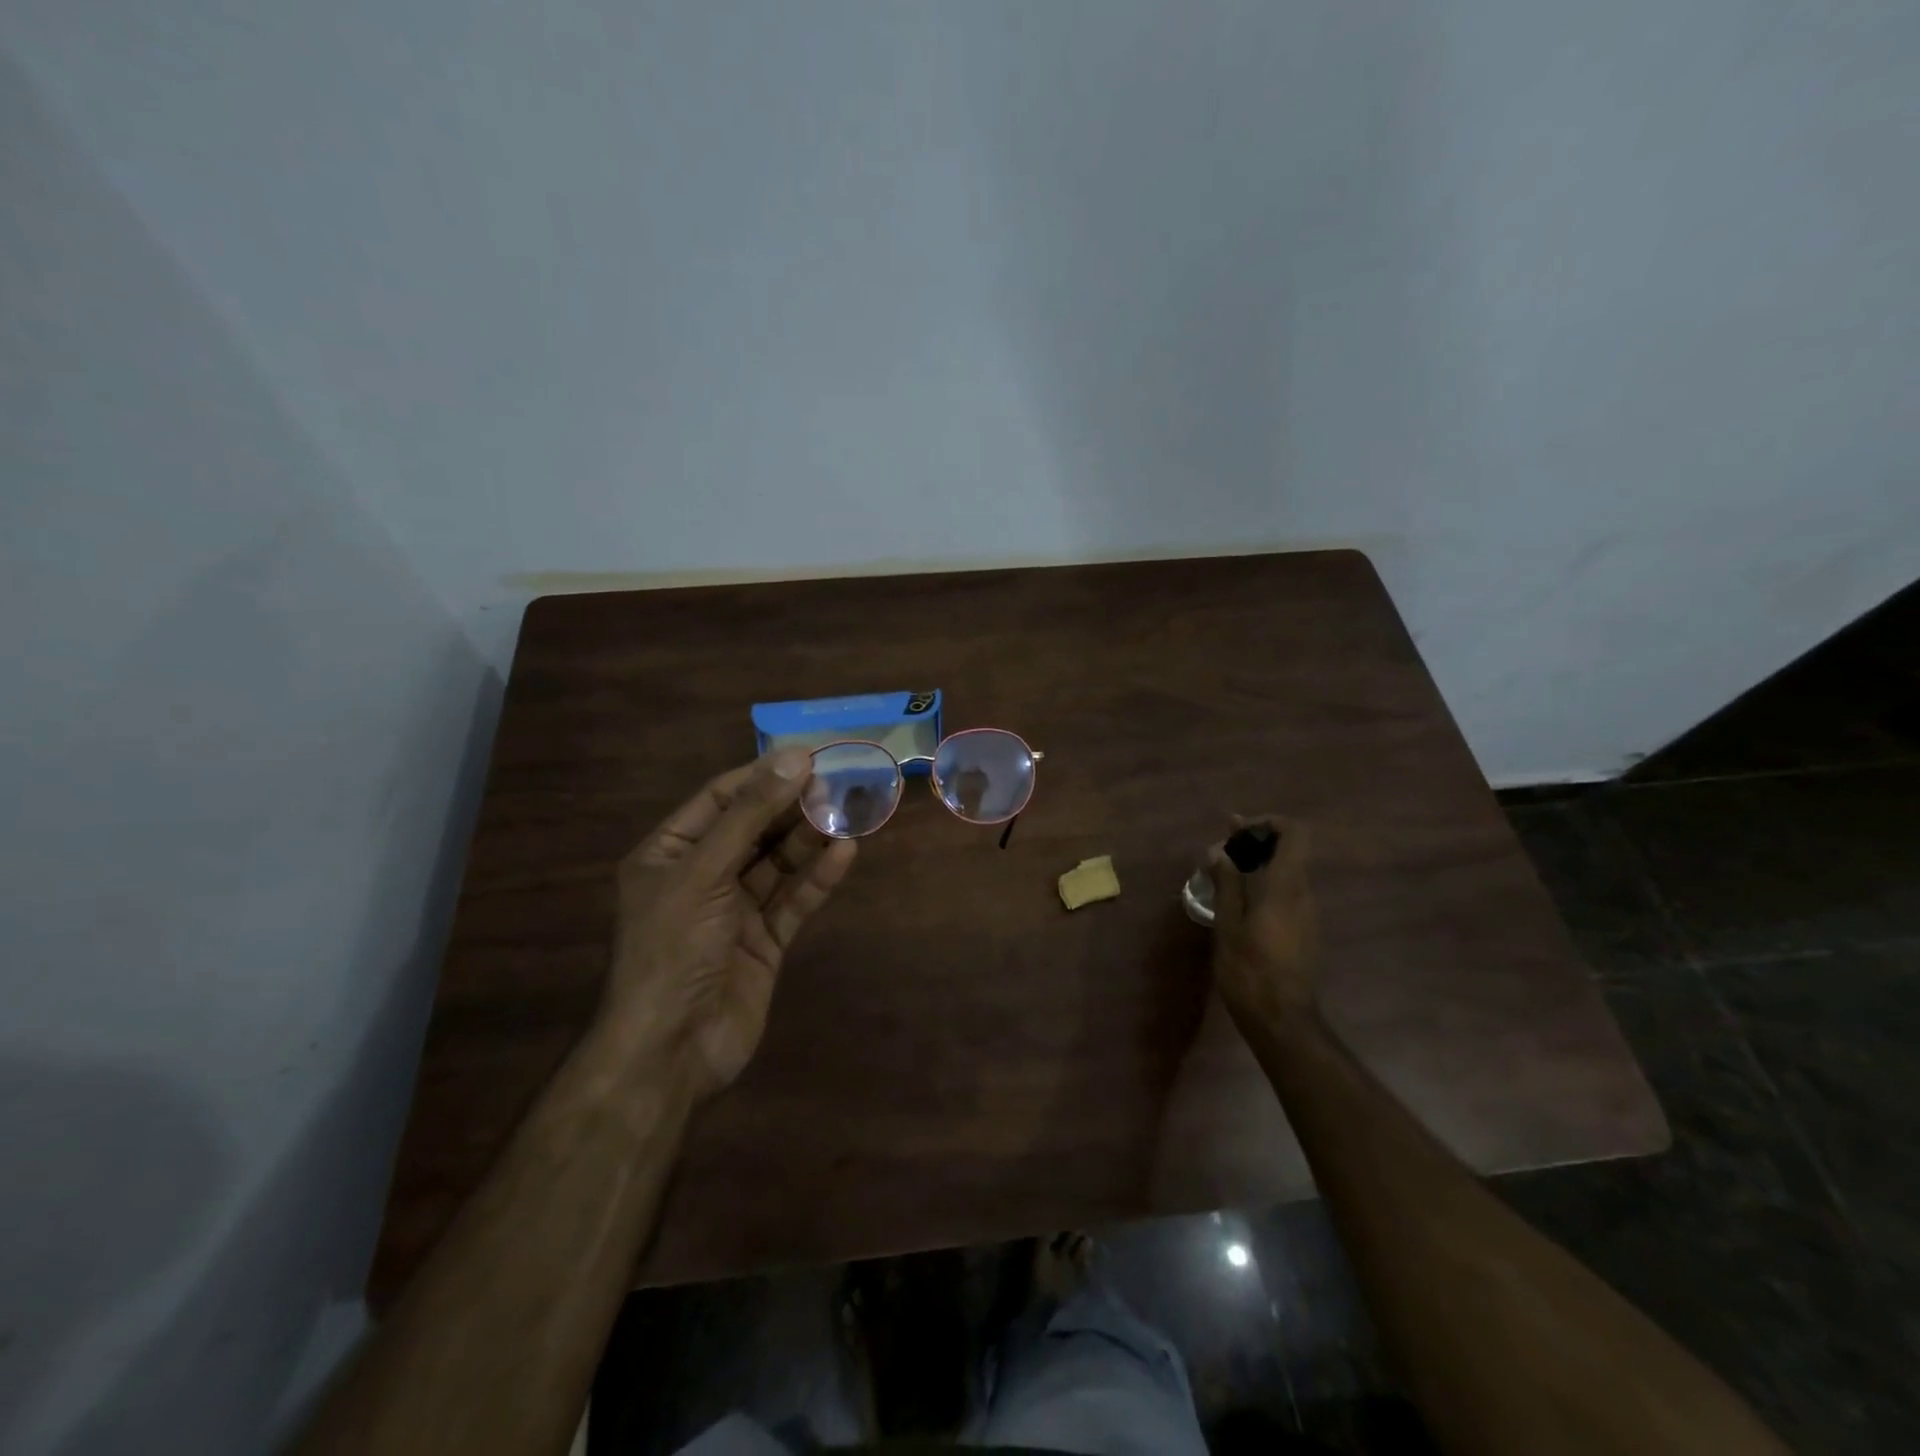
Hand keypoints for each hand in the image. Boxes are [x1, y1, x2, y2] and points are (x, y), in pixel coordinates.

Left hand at [603, 750, 856, 1099]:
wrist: (671, 1052)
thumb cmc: (673, 950)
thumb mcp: (704, 873)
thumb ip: (750, 816)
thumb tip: (794, 758)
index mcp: (669, 854)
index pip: (720, 799)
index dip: (762, 776)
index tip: (807, 757)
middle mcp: (702, 876)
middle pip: (754, 828)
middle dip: (792, 805)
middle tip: (838, 781)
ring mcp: (734, 911)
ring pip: (778, 863)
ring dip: (810, 838)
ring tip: (849, 811)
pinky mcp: (764, 942)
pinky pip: (793, 901)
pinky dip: (818, 878)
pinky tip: (845, 854)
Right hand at [1207, 815, 1317, 1030]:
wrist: (1282, 1020)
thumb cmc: (1249, 969)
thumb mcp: (1228, 924)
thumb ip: (1227, 883)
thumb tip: (1220, 851)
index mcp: (1286, 886)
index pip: (1295, 833)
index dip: (1268, 823)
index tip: (1238, 833)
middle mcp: (1305, 894)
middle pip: (1290, 851)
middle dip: (1255, 845)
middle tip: (1220, 855)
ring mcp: (1309, 914)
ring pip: (1288, 873)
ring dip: (1258, 867)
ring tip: (1223, 879)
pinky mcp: (1306, 932)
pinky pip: (1288, 894)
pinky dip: (1265, 887)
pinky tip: (1239, 906)